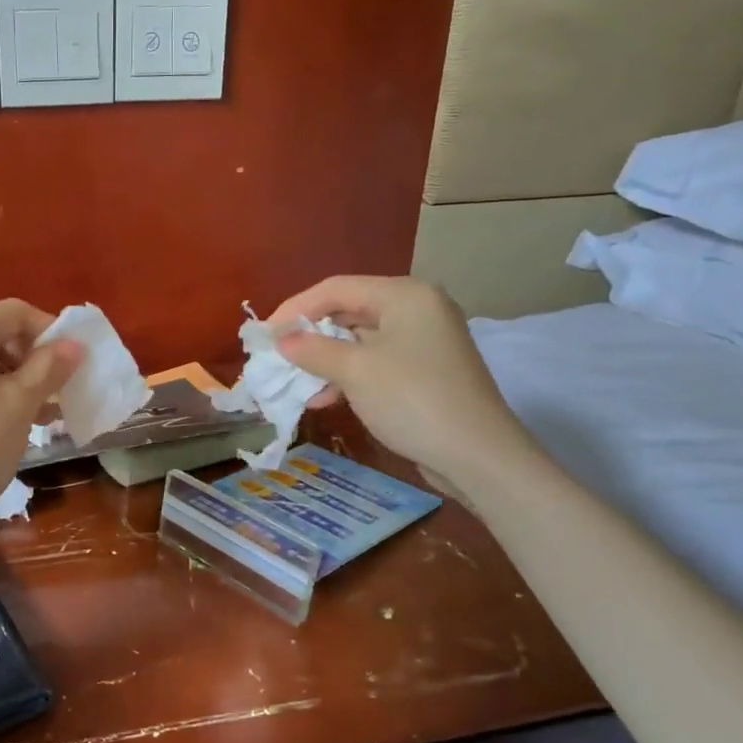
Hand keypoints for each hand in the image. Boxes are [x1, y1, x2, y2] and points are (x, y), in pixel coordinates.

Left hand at [0, 300, 82, 542]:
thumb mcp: (19, 406)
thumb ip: (49, 369)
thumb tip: (73, 345)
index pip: (15, 312)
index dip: (50, 331)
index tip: (74, 364)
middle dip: (32, 359)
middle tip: (58, 394)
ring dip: (14, 381)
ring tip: (40, 417)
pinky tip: (7, 426)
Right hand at [267, 276, 535, 498]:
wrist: (477, 455)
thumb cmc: (412, 399)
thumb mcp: (355, 371)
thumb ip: (312, 349)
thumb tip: (281, 340)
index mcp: (405, 295)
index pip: (336, 288)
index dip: (295, 308)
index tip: (265, 335)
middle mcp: (418, 308)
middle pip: (349, 311)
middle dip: (310, 336)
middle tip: (278, 357)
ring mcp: (424, 340)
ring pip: (360, 340)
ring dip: (325, 360)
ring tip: (297, 384)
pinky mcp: (426, 370)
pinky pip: (376, 361)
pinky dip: (348, 375)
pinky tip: (325, 399)